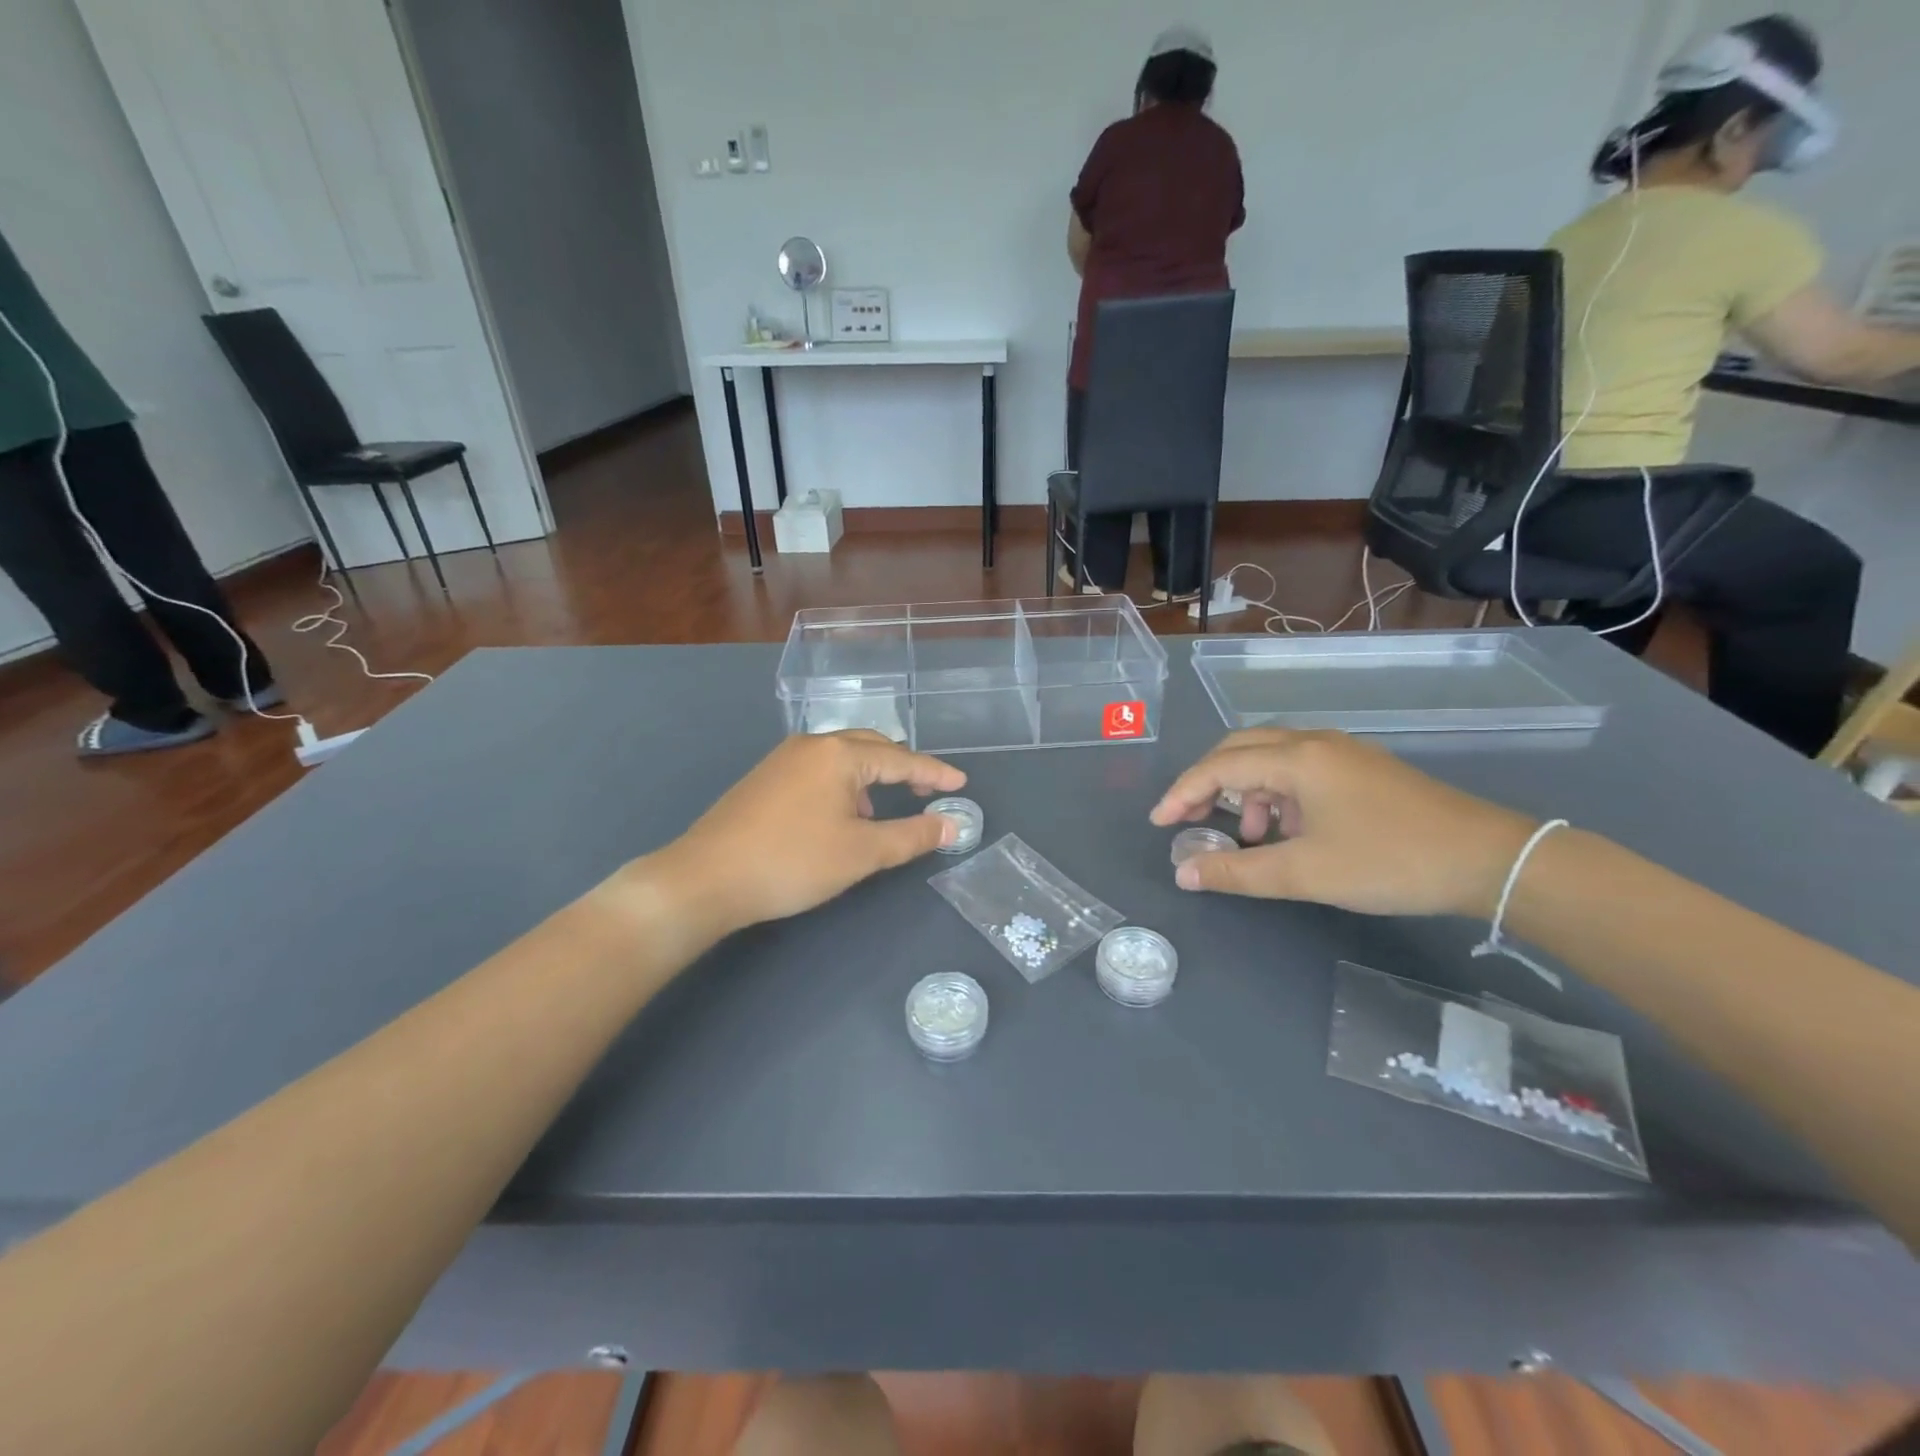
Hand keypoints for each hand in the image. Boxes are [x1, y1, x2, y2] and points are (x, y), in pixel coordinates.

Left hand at [647, 731, 966, 939]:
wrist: (706, 878)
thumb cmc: (792, 861)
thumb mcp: (862, 853)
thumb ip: (911, 836)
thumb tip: (952, 825)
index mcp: (839, 754)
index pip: (901, 759)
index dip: (934, 774)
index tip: (961, 784)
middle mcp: (812, 745)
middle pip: (871, 747)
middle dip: (902, 769)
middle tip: (927, 792)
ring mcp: (783, 759)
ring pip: (841, 758)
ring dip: (870, 778)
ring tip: (878, 813)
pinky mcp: (764, 778)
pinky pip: (818, 770)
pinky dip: (842, 785)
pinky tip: (838, 816)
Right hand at [1149, 729, 1537, 917]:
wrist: (1489, 860)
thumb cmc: (1389, 861)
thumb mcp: (1305, 872)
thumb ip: (1238, 872)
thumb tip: (1184, 874)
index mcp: (1296, 759)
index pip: (1219, 767)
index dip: (1183, 794)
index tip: (1159, 824)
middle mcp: (1314, 743)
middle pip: (1240, 749)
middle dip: (1207, 783)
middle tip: (1188, 820)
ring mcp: (1342, 753)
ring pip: (1271, 758)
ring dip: (1246, 792)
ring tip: (1248, 837)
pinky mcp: (1362, 769)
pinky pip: (1300, 770)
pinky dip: (1277, 795)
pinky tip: (1290, 831)